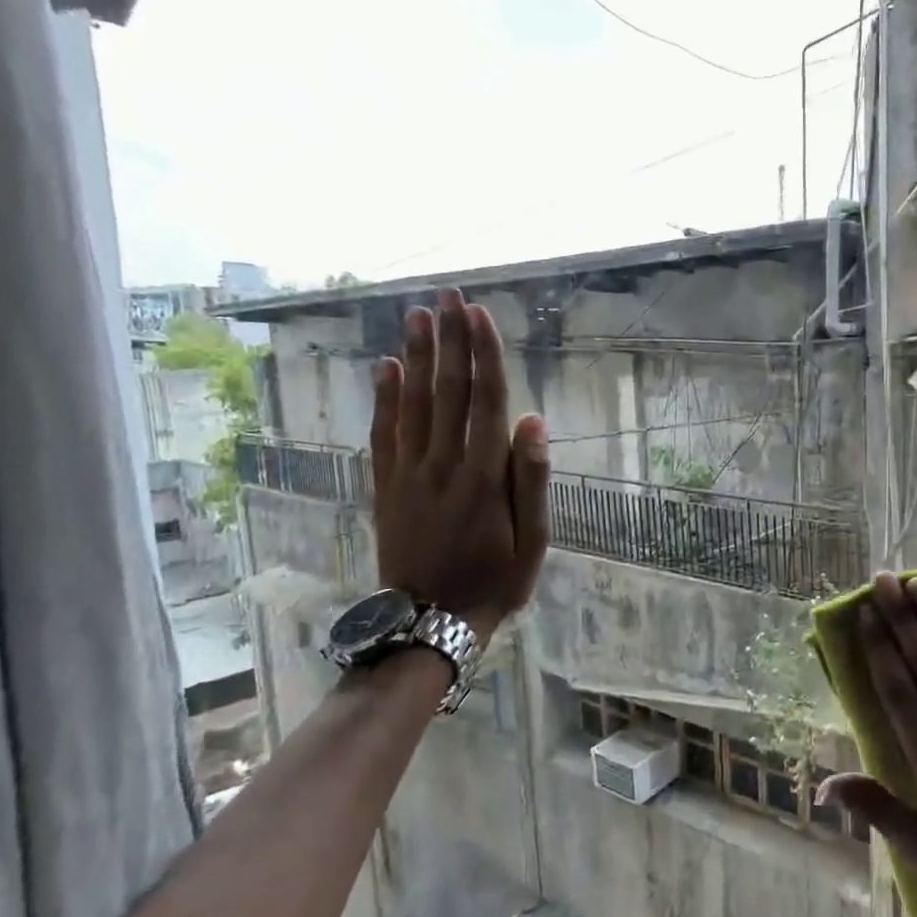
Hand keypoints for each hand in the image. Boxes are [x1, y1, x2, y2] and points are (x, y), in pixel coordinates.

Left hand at [369, 289, 550, 643]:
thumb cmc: (494, 580)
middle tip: (449, 295)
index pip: (486, 400)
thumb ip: (532, 479)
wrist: (430, 620)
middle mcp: (443, 463)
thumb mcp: (533, 541)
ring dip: (415, 356)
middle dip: (449, 339)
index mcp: (484, 475)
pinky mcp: (386, 486)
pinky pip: (383, 433)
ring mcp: (409, 473)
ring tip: (417, 315)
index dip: (484, 354)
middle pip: (447, 390)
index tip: (480, 314)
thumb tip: (534, 421)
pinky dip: (384, 398)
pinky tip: (385, 368)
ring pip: (412, 403)